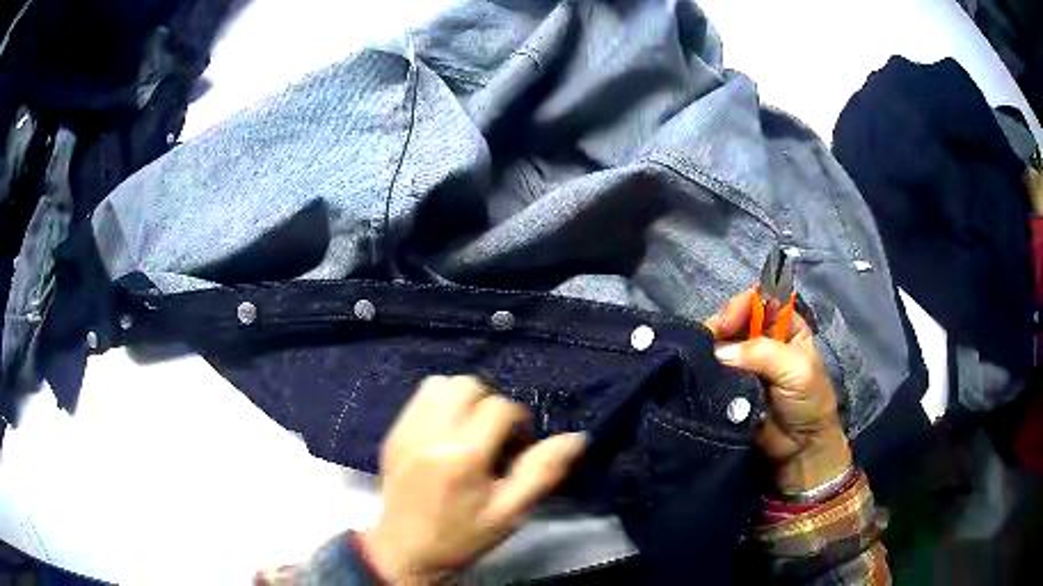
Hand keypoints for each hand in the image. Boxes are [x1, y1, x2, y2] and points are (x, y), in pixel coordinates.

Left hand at [360, 376, 586, 583]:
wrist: (406, 551)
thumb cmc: (463, 535)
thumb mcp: (511, 512)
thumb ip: (543, 472)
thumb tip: (577, 438)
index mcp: (462, 457)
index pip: (500, 408)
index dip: (518, 424)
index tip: (516, 449)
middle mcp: (430, 434)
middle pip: (468, 386)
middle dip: (490, 405)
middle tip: (494, 437)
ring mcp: (406, 431)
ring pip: (442, 384)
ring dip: (464, 399)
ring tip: (470, 431)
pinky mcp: (393, 433)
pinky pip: (419, 397)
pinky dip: (440, 404)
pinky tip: (448, 433)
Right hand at [705, 289, 851, 494]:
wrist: (798, 449)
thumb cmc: (808, 402)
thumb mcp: (797, 369)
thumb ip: (762, 352)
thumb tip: (718, 352)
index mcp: (786, 326)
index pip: (760, 300)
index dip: (742, 306)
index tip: (726, 324)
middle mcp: (763, 339)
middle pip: (735, 319)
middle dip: (720, 326)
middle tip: (706, 342)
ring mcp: (743, 363)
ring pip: (720, 344)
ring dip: (708, 349)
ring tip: (697, 360)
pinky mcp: (728, 386)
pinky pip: (712, 372)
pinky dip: (703, 371)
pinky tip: (695, 372)